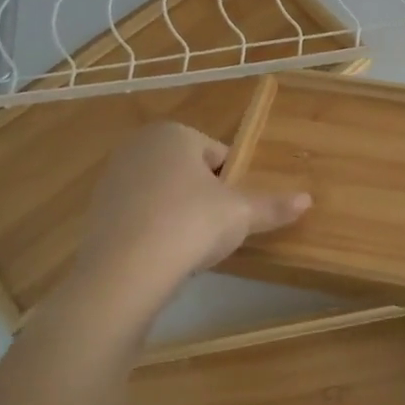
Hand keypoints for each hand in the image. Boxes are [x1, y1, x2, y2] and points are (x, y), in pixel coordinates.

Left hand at [73, 121, 310, 304]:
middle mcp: (139, 146)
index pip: (218, 154)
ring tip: (189, 247)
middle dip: (203, 197)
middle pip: (188, 171)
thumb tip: (308, 199)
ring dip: (178, 213)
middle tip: (215, 230)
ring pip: (162, 193)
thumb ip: (273, 206)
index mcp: (174, 134)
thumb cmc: (190, 224)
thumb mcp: (240, 215)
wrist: (124, 270)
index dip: (232, 184)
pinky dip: (152, 230)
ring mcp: (112, 177)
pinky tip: (161, 256)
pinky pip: (138, 216)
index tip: (235, 212)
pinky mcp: (96, 211)